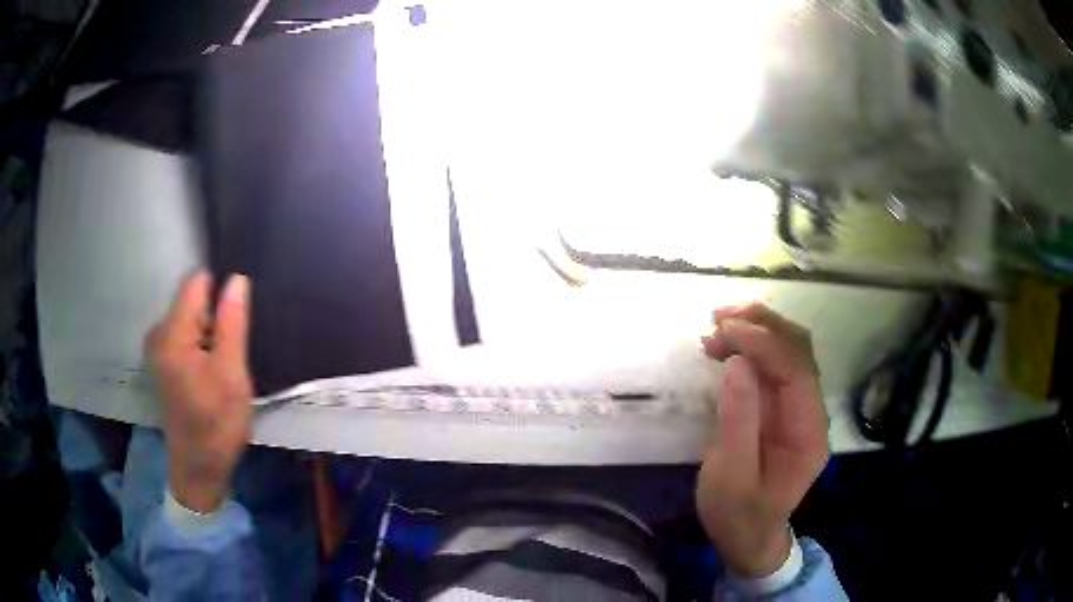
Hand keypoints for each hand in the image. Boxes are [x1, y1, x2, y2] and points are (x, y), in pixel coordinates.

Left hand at [145, 271, 252, 513]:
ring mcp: (158, 349)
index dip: (221, 290)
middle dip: (216, 316)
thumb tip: (236, 279)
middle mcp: (159, 333)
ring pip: (191, 320)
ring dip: (211, 333)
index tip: (239, 314)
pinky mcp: (163, 362)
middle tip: (235, 349)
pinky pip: (186, 336)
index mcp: (172, 334)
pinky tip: (214, 371)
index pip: (197, 283)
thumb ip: (231, 323)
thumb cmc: (217, 424)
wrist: (199, 468)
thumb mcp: (231, 374)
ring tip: (227, 362)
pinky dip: (202, 345)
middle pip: (192, 301)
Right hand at [697, 303, 828, 577]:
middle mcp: (811, 412)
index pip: (797, 371)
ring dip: (756, 330)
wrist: (747, 537)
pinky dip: (750, 347)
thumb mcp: (730, 477)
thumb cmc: (738, 514)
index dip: (765, 342)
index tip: (725, 329)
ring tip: (716, 326)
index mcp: (808, 433)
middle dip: (763, 326)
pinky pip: (772, 365)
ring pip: (787, 351)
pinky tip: (725, 345)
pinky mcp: (780, 407)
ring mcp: (798, 407)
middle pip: (798, 351)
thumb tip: (737, 363)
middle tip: (718, 319)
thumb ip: (737, 421)